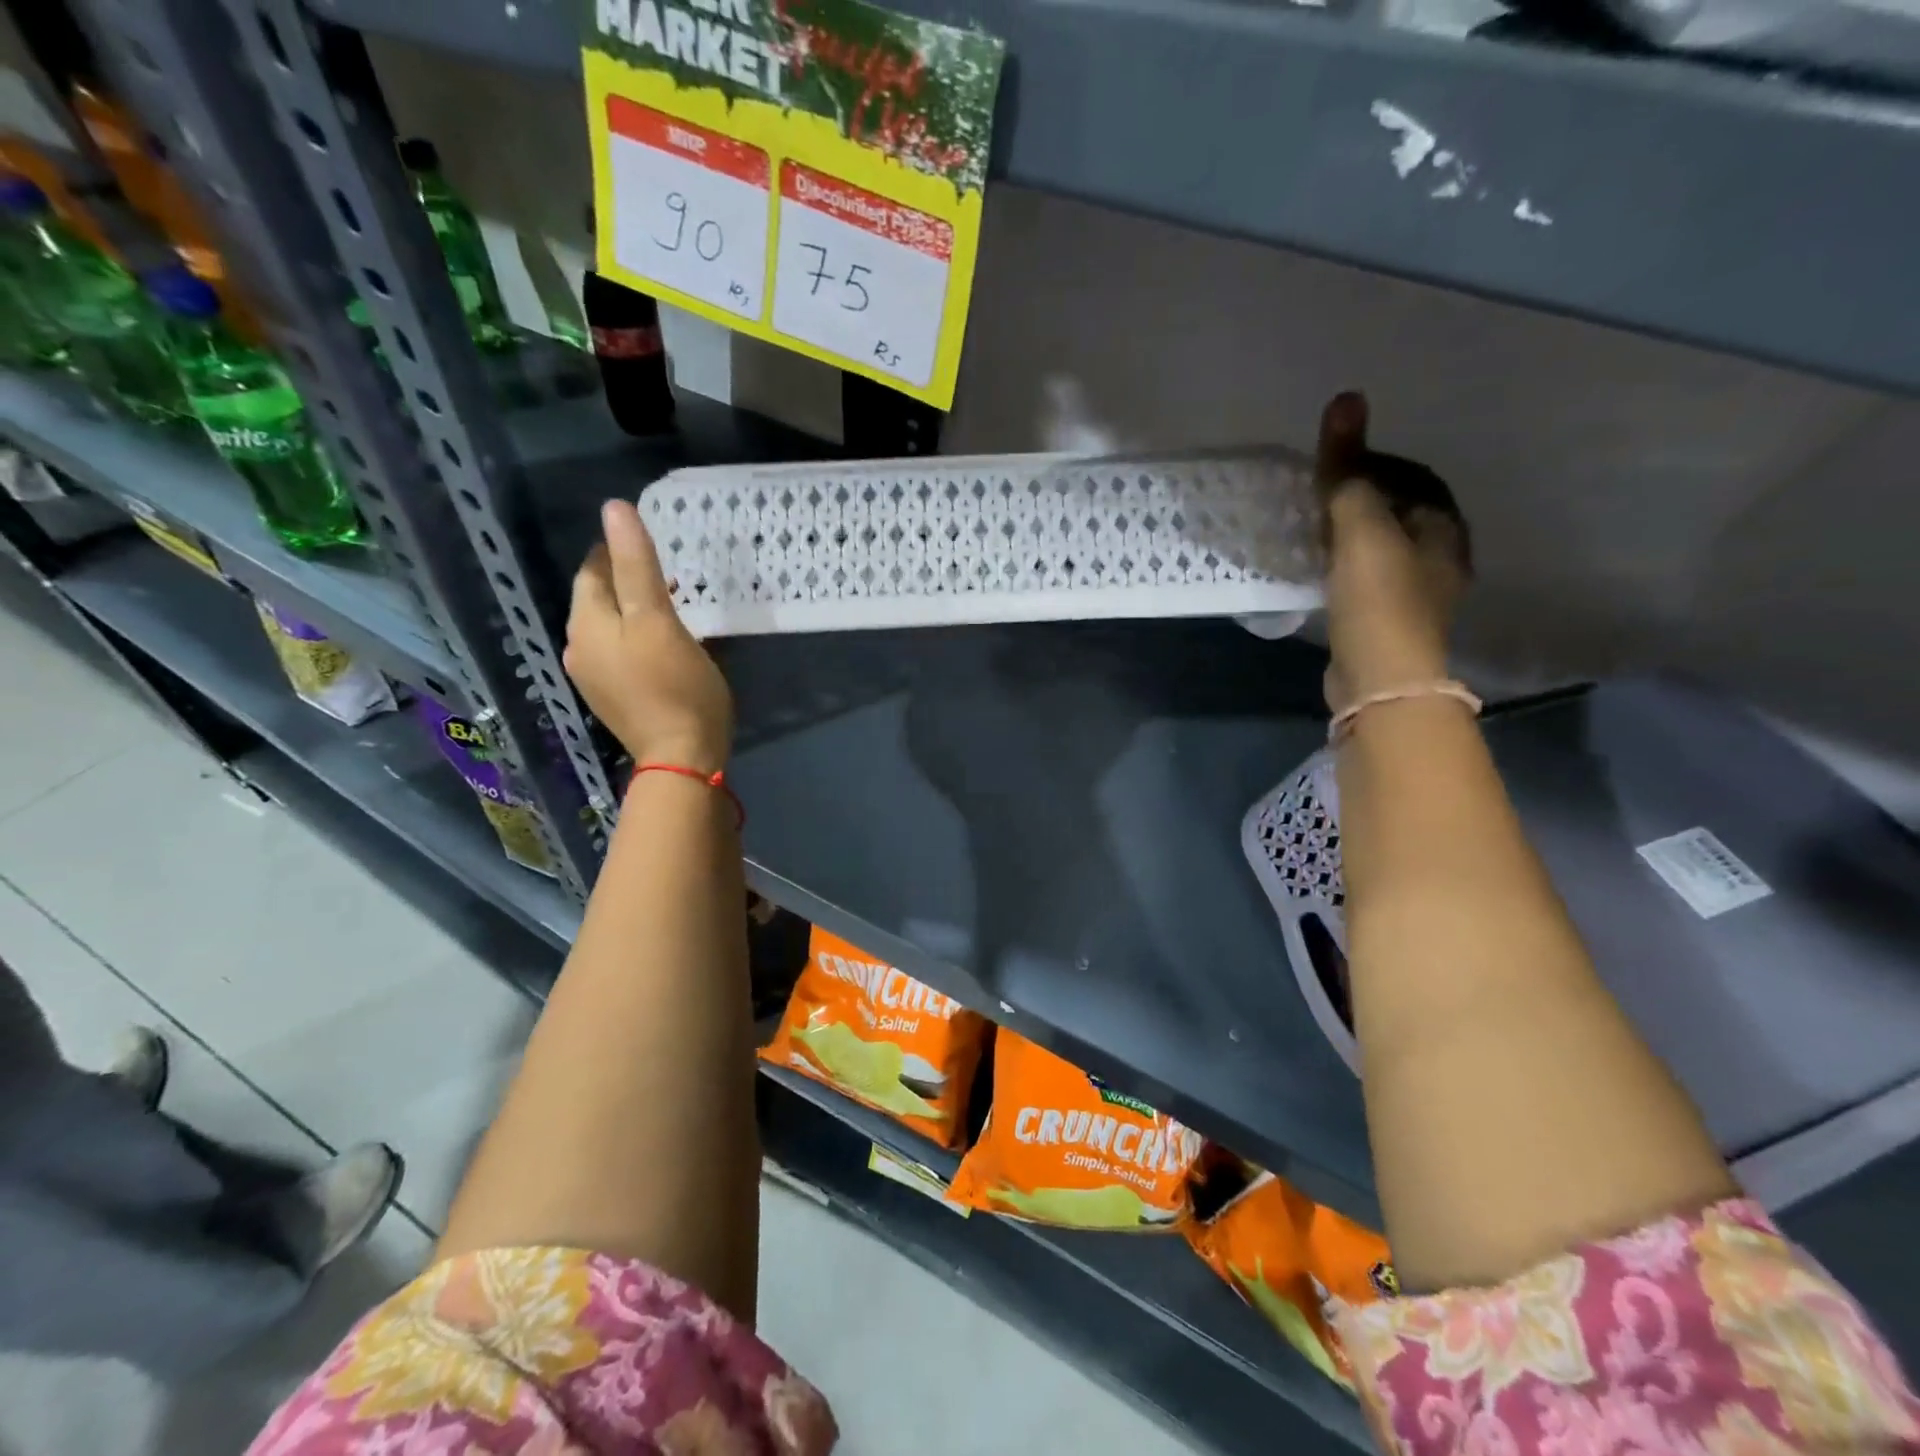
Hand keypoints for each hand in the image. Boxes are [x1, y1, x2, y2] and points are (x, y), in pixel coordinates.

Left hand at [565, 499, 732, 771]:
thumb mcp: (659, 619)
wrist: (681, 758)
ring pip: (610, 626)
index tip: (658, 545)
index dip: (619, 550)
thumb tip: (614, 508)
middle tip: (670, 574)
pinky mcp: (613, 698)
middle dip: (627, 580)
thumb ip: (637, 564)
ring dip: (634, 610)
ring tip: (672, 606)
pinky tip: (663, 645)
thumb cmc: (676, 686)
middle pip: (599, 598)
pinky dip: (637, 639)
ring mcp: (594, 677)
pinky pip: (620, 653)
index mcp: (585, 623)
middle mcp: (578, 647)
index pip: (593, 569)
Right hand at [1315, 392, 1470, 710]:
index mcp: (1444, 527)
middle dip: (1362, 498)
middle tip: (1317, 495)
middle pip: (1399, 510)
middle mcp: (1441, 555)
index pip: (1411, 476)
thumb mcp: (1360, 528)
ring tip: (1315, 528)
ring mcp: (1418, 592)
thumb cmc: (1378, 598)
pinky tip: (1322, 569)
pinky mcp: (1389, 620)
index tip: (1331, 464)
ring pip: (1383, 545)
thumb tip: (1346, 398)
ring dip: (1352, 532)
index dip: (1373, 462)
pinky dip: (1346, 563)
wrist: (1381, 679)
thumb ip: (1349, 470)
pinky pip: (1368, 575)